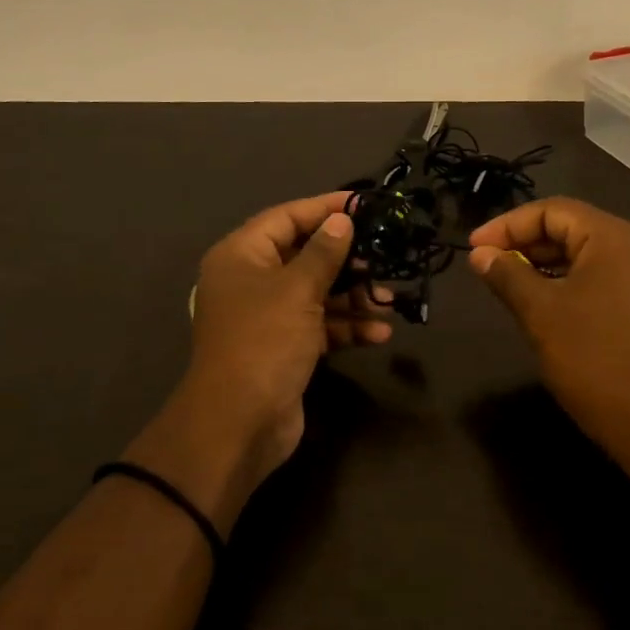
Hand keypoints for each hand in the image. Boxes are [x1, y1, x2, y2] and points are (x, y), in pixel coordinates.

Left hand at [137, 194, 390, 518]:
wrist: (240, 423)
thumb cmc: (265, 341)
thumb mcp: (297, 290)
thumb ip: (323, 253)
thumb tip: (342, 220)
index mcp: (241, 256)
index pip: (286, 218)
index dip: (325, 209)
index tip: (364, 205)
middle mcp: (251, 280)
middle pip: (304, 256)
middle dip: (346, 260)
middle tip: (383, 258)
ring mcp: (268, 316)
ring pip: (316, 293)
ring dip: (353, 297)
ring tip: (389, 300)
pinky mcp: (285, 347)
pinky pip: (319, 325)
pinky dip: (346, 327)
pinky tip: (379, 333)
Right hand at [469, 197, 629, 479]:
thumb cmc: (593, 359)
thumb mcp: (541, 313)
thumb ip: (507, 275)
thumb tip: (479, 254)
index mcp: (615, 238)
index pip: (553, 211)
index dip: (507, 225)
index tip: (473, 247)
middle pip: (571, 227)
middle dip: (524, 241)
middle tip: (485, 263)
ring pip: (585, 253)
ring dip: (543, 261)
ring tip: (506, 280)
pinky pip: (601, 275)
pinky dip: (567, 279)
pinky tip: (540, 299)